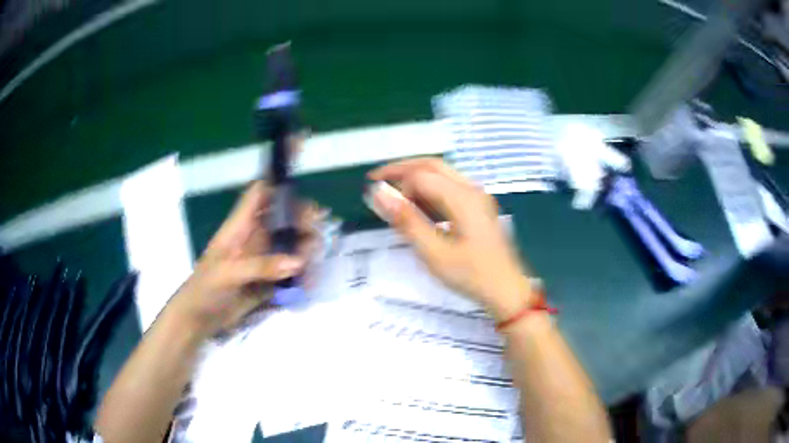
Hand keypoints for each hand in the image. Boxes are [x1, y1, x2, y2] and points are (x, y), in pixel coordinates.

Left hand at [169, 181, 319, 338]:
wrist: (199, 319)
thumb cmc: (205, 289)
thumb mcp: (227, 273)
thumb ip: (260, 266)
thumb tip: (298, 261)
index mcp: (240, 226)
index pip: (259, 194)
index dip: (278, 188)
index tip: (301, 197)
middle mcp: (254, 237)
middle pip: (282, 217)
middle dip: (301, 219)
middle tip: (318, 232)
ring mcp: (263, 258)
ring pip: (290, 242)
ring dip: (305, 246)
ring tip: (315, 259)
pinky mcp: (268, 279)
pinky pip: (290, 270)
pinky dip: (303, 272)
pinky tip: (311, 280)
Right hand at [368, 158, 532, 320]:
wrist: (507, 291)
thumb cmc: (471, 275)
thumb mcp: (434, 252)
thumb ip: (406, 220)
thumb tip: (378, 193)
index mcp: (462, 197)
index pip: (420, 175)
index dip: (394, 179)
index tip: (371, 192)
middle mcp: (471, 189)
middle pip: (432, 166)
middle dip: (403, 168)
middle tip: (376, 179)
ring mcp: (477, 197)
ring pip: (441, 175)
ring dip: (415, 178)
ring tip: (392, 192)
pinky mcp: (478, 208)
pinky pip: (449, 188)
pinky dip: (428, 190)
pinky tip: (416, 204)